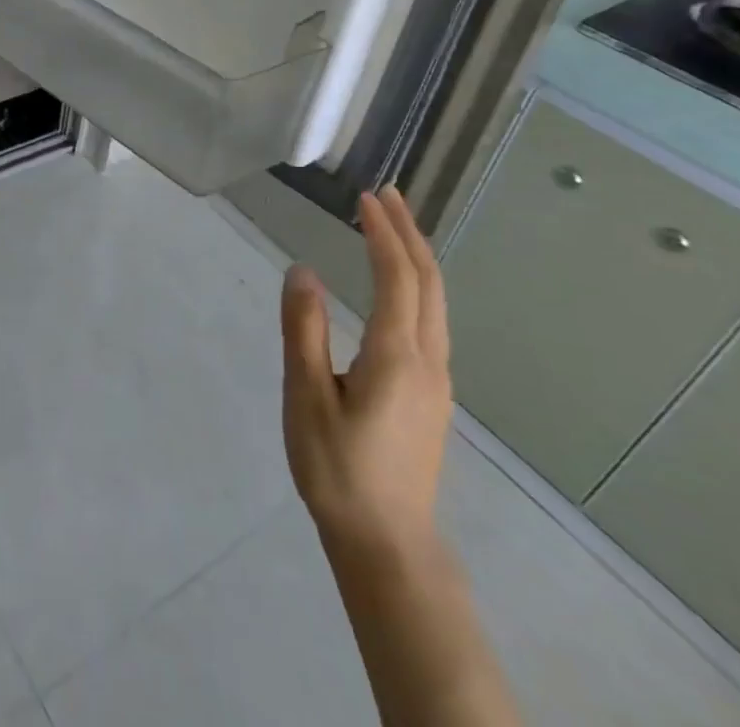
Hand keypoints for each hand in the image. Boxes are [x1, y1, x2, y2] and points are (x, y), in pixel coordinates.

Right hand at [281, 186, 451, 556]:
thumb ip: (304, 331)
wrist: (388, 544)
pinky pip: (431, 321)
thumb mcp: (307, 398)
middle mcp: (428, 361)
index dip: (383, 233)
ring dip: (416, 257)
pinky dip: (417, 285)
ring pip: (436, 303)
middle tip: (386, 195)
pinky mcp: (432, 396)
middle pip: (429, 283)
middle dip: (409, 233)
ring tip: (392, 227)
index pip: (398, 277)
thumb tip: (302, 271)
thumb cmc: (338, 469)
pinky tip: (398, 287)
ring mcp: (437, 381)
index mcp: (397, 356)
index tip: (365, 197)